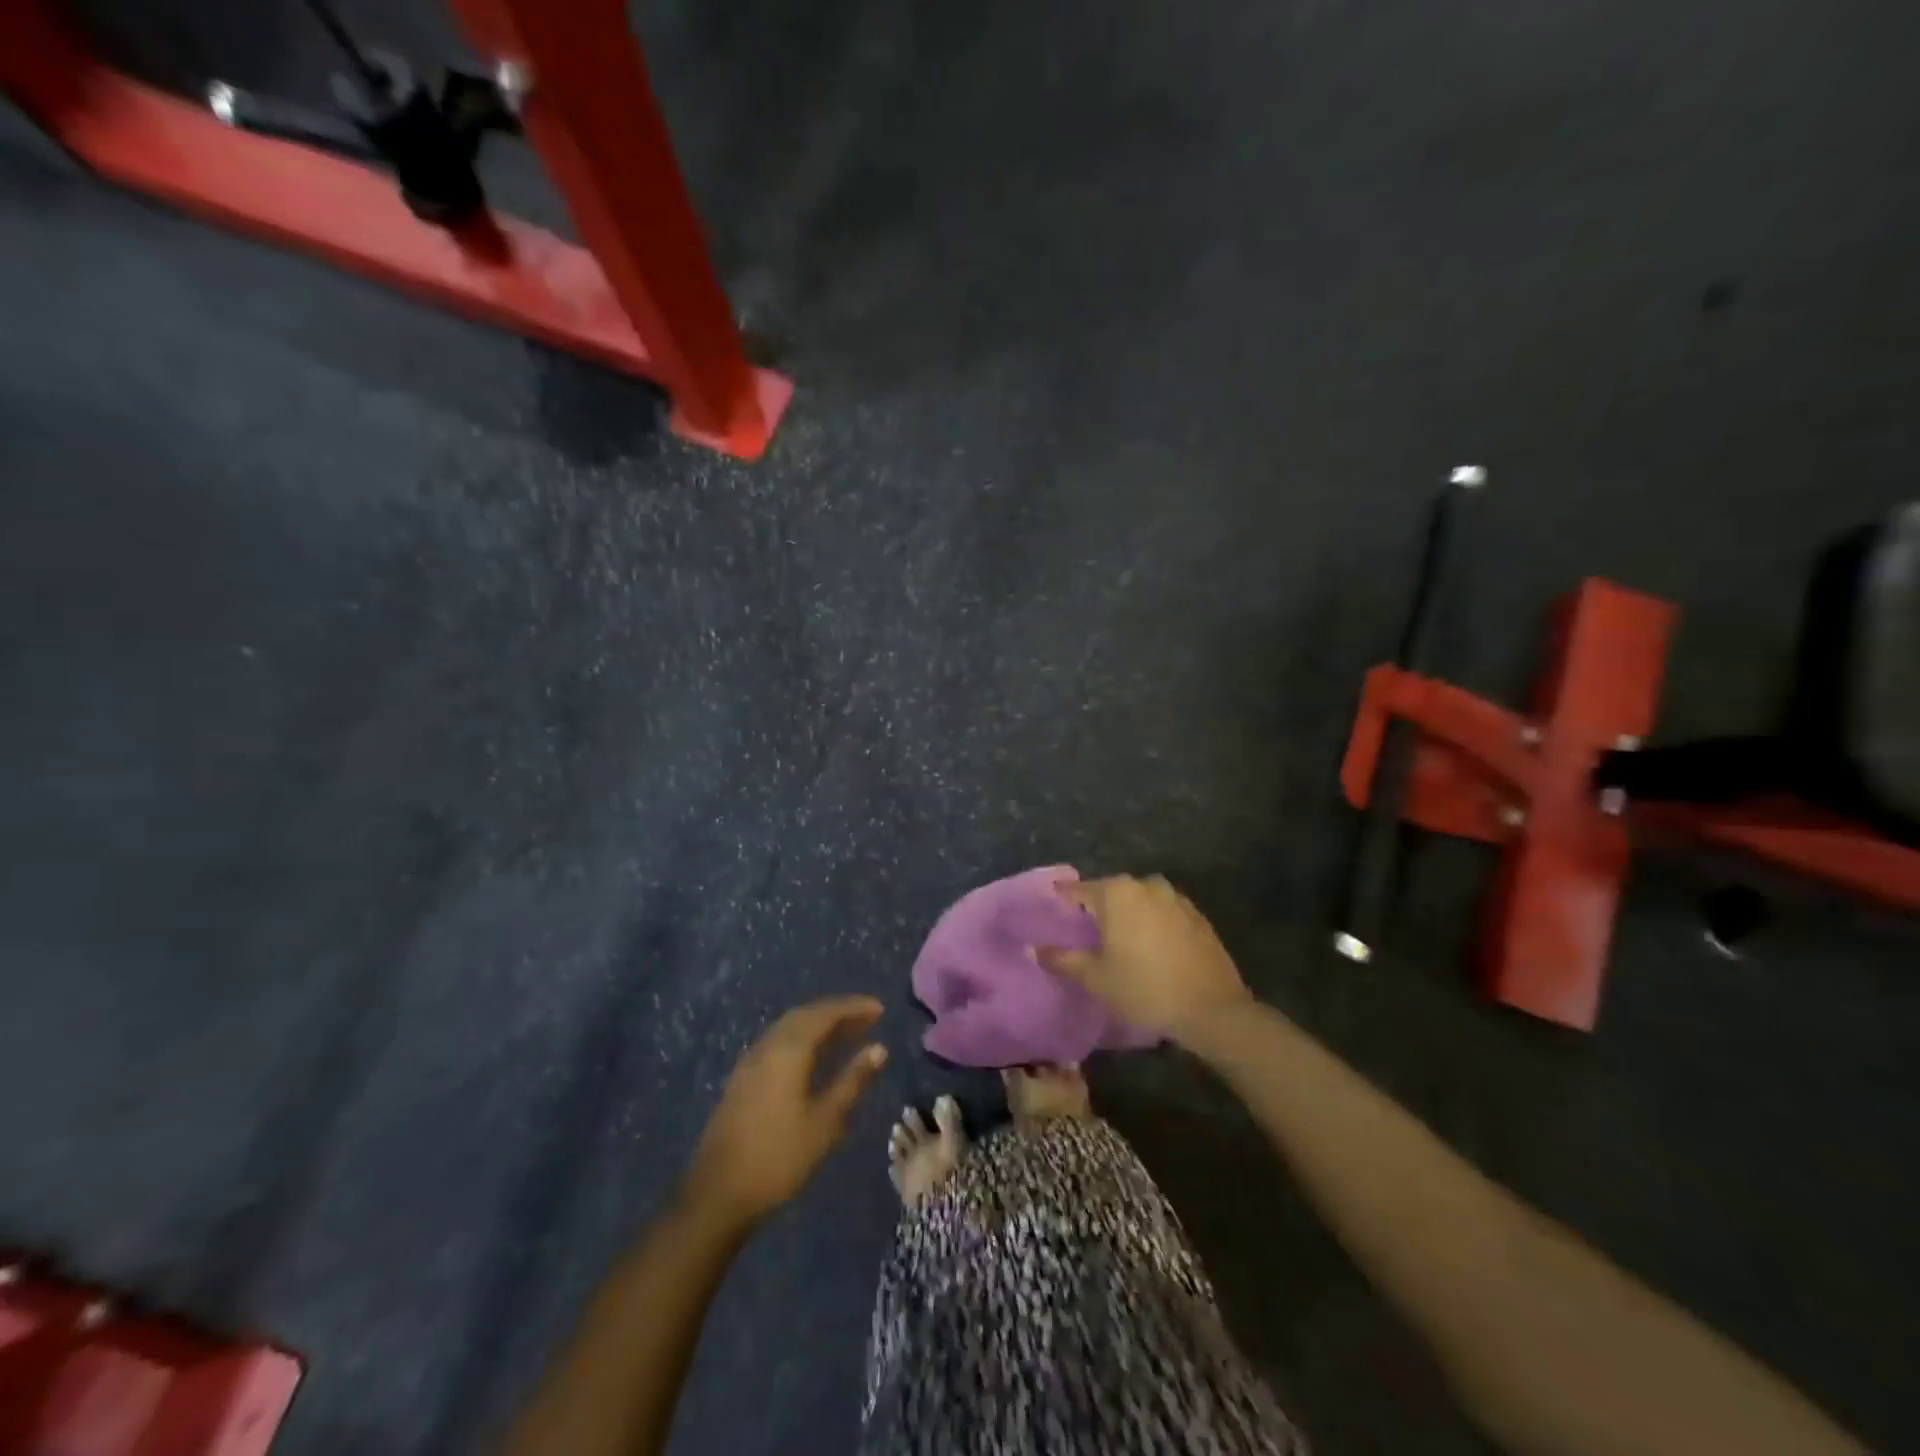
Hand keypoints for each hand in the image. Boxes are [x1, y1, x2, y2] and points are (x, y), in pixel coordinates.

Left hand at [682, 996, 887, 1229]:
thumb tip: (879, 1049)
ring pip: (789, 1028)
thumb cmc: (779, 1158)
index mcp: (788, 1050)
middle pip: (805, 1015)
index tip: (879, 1009)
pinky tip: (814, 1058)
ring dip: (819, 1025)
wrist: (717, 1195)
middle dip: (837, 1013)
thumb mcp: (825, 1122)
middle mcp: (767, 1046)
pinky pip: (778, 1043)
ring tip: (848, 1035)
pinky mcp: (742, 1079)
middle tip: (867, 1019)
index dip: (853, 1008)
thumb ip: (852, 1081)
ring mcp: (750, 1062)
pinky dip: (802, 1040)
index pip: (825, 1014)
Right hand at [1041, 875, 1251, 1039]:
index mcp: (1116, 893)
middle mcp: (1145, 885)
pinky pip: (1164, 912)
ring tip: (1119, 940)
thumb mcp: (1095, 978)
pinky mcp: (1197, 916)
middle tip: (1084, 931)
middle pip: (1111, 891)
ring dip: (1128, 914)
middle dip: (1097, 907)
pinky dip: (1152, 923)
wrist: (1211, 1008)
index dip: (1063, 900)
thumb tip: (1034, 949)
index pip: (1078, 890)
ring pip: (1140, 900)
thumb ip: (1062, 959)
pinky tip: (1151, 947)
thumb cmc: (1144, 988)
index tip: (1052, 908)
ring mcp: (1175, 899)